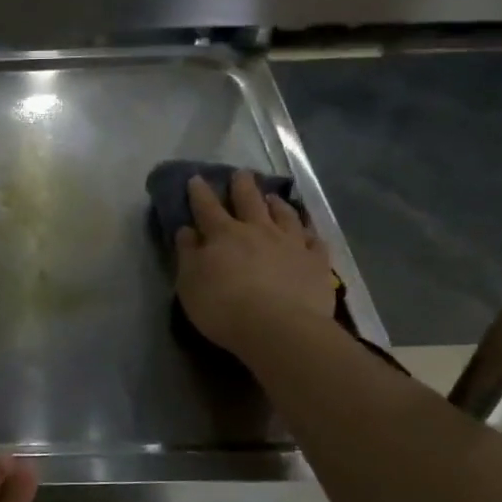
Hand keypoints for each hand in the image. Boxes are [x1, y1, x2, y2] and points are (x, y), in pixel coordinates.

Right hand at [175, 171, 337, 359]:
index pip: (207, 208)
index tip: (196, 179)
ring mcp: (291, 243)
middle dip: (242, 186)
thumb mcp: (190, 284)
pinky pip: (314, 240)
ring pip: (284, 215)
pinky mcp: (316, 262)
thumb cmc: (224, 307)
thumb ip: (187, 254)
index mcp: (223, 235)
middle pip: (249, 201)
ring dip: (277, 204)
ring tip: (273, 197)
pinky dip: (309, 233)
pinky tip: (308, 232)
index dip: (200, 193)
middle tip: (241, 174)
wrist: (279, 327)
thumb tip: (186, 230)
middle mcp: (258, 230)